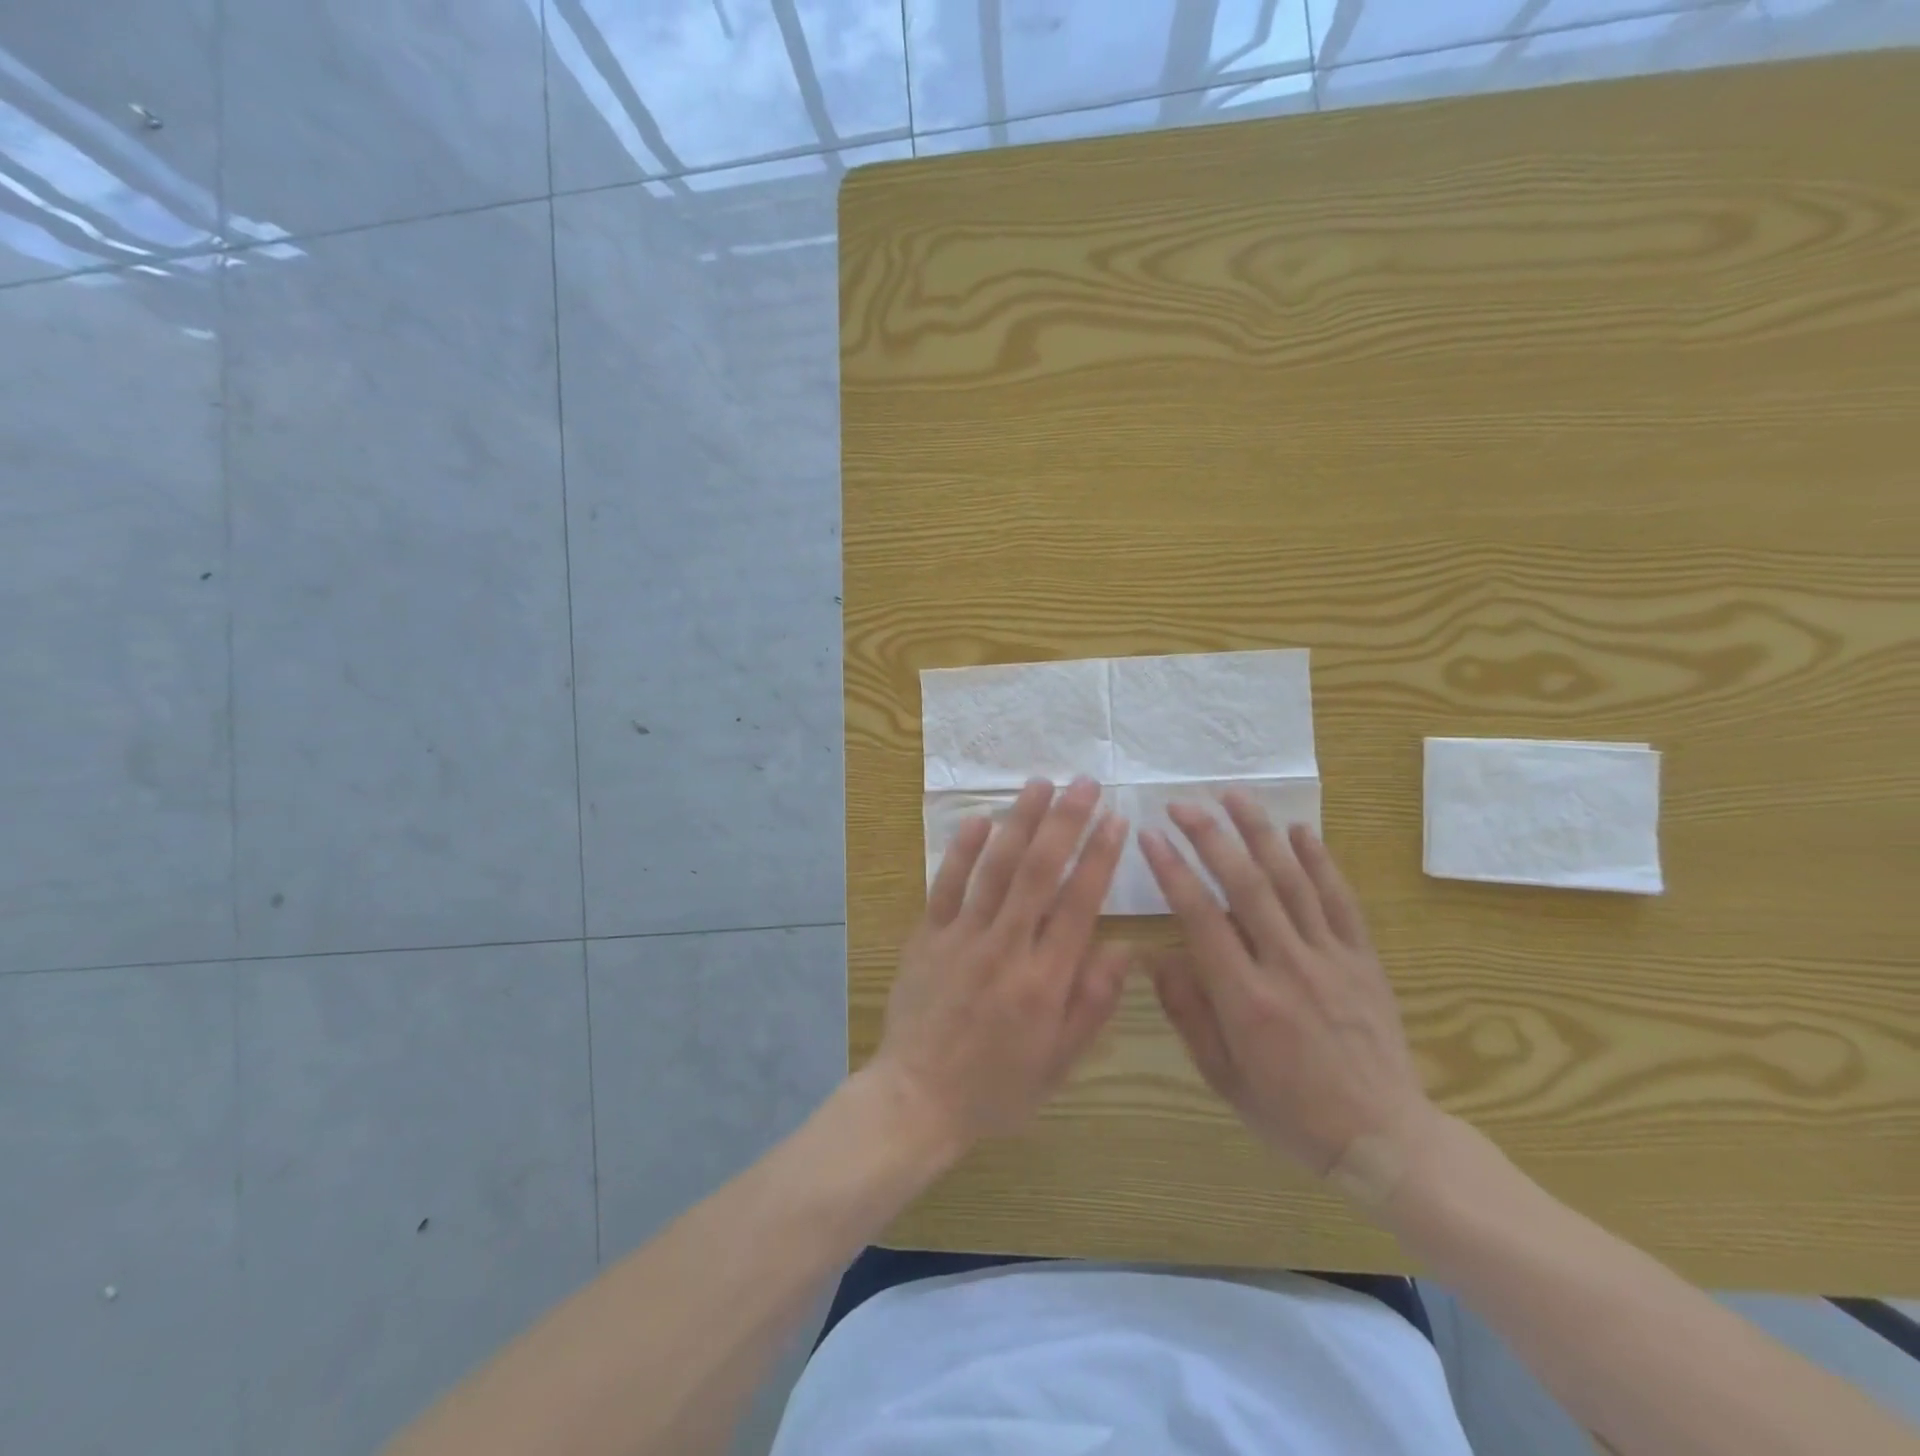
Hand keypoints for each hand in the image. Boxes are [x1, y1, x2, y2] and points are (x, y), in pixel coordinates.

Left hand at [872, 777, 1130, 1150]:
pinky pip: (946, 885)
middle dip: (1065, 822)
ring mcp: (962, 937)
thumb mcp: (1060, 1062)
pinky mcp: (927, 936)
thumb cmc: (997, 1087)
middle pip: (1039, 872)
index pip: (1079, 904)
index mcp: (1045, 980)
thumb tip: (1125, 948)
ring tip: (1040, 784)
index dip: (1099, 857)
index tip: (1116, 820)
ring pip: (995, 868)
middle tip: (1084, 783)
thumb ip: (1093, 1003)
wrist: (917, 1099)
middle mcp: (1006, 947)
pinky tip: (980, 819)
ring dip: (1019, 822)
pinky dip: (963, 850)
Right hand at [1139, 794, 1433, 1187]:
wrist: (1384, 1138)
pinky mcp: (1364, 958)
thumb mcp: (1222, 1076)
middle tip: (1182, 803)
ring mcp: (1331, 958)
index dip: (1172, 870)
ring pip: (1292, 880)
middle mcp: (1288, 966)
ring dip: (1260, 832)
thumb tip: (1155, 956)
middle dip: (1210, 836)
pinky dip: (1320, 861)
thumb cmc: (1290, 1111)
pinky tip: (1300, 829)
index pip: (1201, 917)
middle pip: (1245, 884)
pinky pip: (1341, 900)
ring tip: (1234, 795)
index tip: (1150, 836)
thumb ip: (1187, 1012)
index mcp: (1246, 999)